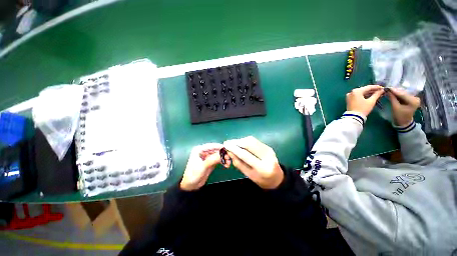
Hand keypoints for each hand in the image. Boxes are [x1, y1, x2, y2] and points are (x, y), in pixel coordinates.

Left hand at [180, 143, 230, 190]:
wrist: (190, 185)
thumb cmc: (193, 174)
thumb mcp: (203, 166)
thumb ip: (212, 159)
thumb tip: (222, 154)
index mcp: (199, 150)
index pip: (211, 146)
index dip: (219, 146)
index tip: (227, 148)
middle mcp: (204, 152)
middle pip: (216, 150)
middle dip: (223, 154)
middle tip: (229, 157)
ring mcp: (208, 157)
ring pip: (218, 155)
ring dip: (224, 158)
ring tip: (228, 162)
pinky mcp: (211, 162)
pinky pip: (218, 160)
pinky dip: (223, 162)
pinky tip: (226, 165)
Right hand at [223, 136, 283, 189]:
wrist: (277, 178)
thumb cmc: (261, 179)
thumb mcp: (249, 175)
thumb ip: (238, 163)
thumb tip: (229, 152)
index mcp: (262, 168)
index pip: (245, 155)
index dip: (234, 148)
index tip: (225, 145)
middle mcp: (267, 156)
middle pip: (249, 144)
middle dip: (236, 142)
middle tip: (228, 143)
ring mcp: (269, 149)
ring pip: (251, 140)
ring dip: (240, 140)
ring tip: (233, 143)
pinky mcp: (268, 146)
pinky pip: (254, 141)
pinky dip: (245, 141)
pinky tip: (240, 143)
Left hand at [346, 85, 384, 115]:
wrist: (353, 117)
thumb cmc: (363, 109)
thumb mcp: (371, 101)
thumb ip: (377, 94)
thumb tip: (382, 90)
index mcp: (356, 91)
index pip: (368, 87)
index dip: (377, 87)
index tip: (383, 88)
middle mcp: (352, 92)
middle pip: (364, 89)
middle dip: (373, 90)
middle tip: (381, 91)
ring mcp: (349, 96)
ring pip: (361, 93)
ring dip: (369, 93)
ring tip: (378, 94)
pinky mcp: (349, 99)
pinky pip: (358, 96)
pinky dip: (364, 96)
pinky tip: (371, 96)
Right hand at [386, 88, 419, 125]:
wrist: (404, 122)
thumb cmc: (399, 116)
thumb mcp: (395, 107)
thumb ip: (392, 98)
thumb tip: (388, 91)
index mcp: (413, 101)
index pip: (403, 94)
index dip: (394, 91)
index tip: (387, 87)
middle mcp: (416, 98)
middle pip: (404, 93)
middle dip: (395, 91)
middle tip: (387, 88)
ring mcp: (414, 98)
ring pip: (404, 93)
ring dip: (396, 92)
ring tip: (389, 90)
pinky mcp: (412, 99)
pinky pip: (404, 95)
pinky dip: (398, 94)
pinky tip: (393, 93)